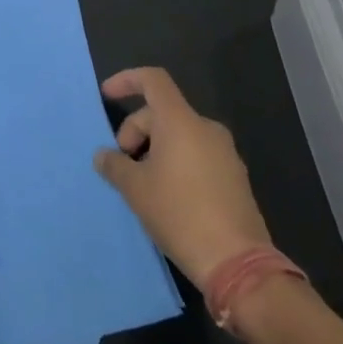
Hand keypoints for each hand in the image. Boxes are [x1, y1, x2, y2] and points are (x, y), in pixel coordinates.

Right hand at [93, 67, 271, 284]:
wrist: (238, 263)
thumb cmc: (179, 214)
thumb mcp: (135, 189)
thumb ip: (114, 165)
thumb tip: (104, 156)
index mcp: (181, 122)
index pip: (153, 80)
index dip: (127, 80)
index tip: (107, 96)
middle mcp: (206, 129)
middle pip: (162, 112)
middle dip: (135, 131)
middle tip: (122, 164)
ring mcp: (225, 153)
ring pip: (179, 135)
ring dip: (154, 149)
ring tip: (142, 183)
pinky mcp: (235, 177)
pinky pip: (196, 154)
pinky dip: (175, 162)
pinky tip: (167, 195)